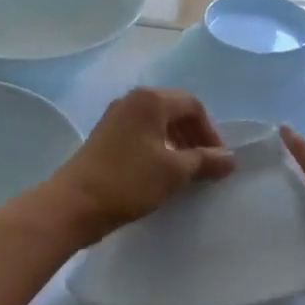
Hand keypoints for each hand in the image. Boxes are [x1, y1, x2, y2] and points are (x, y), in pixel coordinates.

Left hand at [45, 88, 235, 244]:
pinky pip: (140, 136)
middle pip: (173, 111)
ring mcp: (114, 119)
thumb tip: (230, 158)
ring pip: (156, 125)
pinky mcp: (104, 139)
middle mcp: (131, 102)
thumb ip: (205, 160)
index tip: (218, 160)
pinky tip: (160, 174)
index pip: (192, 105)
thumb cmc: (129, 181)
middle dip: (193, 136)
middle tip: (205, 165)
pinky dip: (157, 150)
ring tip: (185, 172)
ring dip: (176, 144)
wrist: (75, 204)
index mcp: (150, 100)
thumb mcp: (175, 171)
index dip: (210, 132)